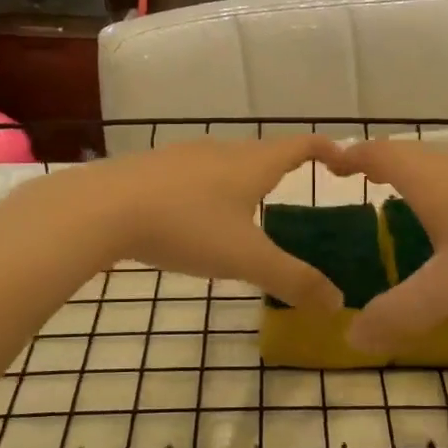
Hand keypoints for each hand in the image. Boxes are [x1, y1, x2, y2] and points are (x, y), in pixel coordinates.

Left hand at [12, 136, 344, 310]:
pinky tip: (194, 218)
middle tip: (296, 196)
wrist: (102, 208)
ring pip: (226, 163)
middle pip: (264, 152)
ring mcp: (183, 156)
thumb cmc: (186, 226)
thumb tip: (338, 303)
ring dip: (244, 180)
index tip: (345, 164)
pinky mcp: (152, 169)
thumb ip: (294, 280)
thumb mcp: (246, 259)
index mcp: (253, 163)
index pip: (302, 145)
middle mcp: (222, 150)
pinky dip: (209, 190)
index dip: (328, 151)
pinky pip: (194, 175)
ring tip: (248, 211)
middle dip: (284, 169)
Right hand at [320, 138, 447, 351]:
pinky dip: (437, 195)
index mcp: (432, 182)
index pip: (380, 154)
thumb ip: (396, 314)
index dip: (350, 156)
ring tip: (392, 202)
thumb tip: (350, 338)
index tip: (326, 163)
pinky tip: (447, 228)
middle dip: (376, 164)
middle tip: (353, 181)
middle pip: (408, 155)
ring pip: (437, 170)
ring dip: (409, 178)